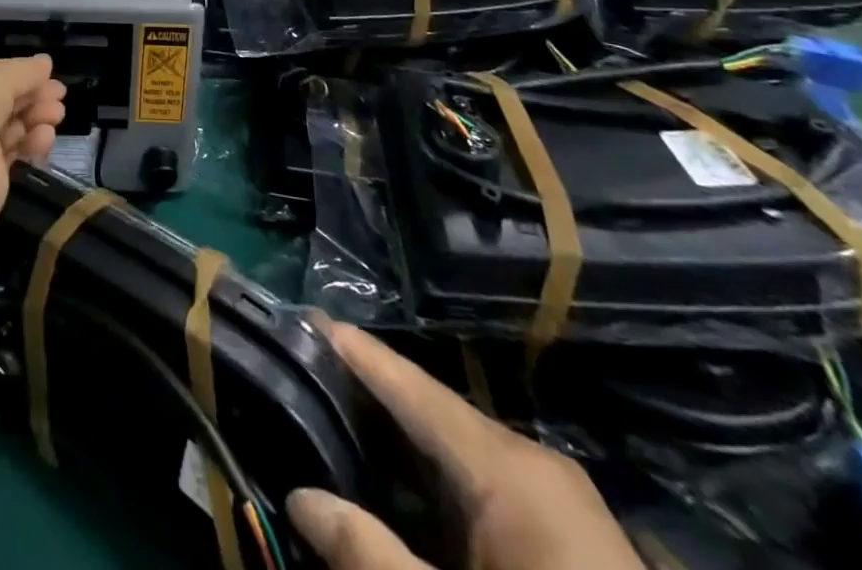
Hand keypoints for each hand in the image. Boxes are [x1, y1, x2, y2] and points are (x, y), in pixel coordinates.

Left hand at [0, 55, 67, 220]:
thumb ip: (22, 71)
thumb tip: (45, 64)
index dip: (16, 74)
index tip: (46, 74)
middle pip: (1, 102)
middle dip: (32, 95)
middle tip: (59, 95)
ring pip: (9, 127)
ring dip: (35, 117)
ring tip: (57, 114)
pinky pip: (13, 153)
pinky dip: (31, 143)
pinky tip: (46, 137)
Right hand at [287, 321, 641, 569]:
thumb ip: (368, 555)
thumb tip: (298, 497)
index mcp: (506, 467)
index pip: (411, 384)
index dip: (355, 350)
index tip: (302, 316)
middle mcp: (530, 463)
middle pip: (429, 408)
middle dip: (366, 391)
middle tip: (302, 369)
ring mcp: (553, 500)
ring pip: (454, 447)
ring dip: (396, 437)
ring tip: (331, 414)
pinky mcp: (563, 538)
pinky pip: (480, 483)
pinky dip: (430, 475)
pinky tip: (392, 481)